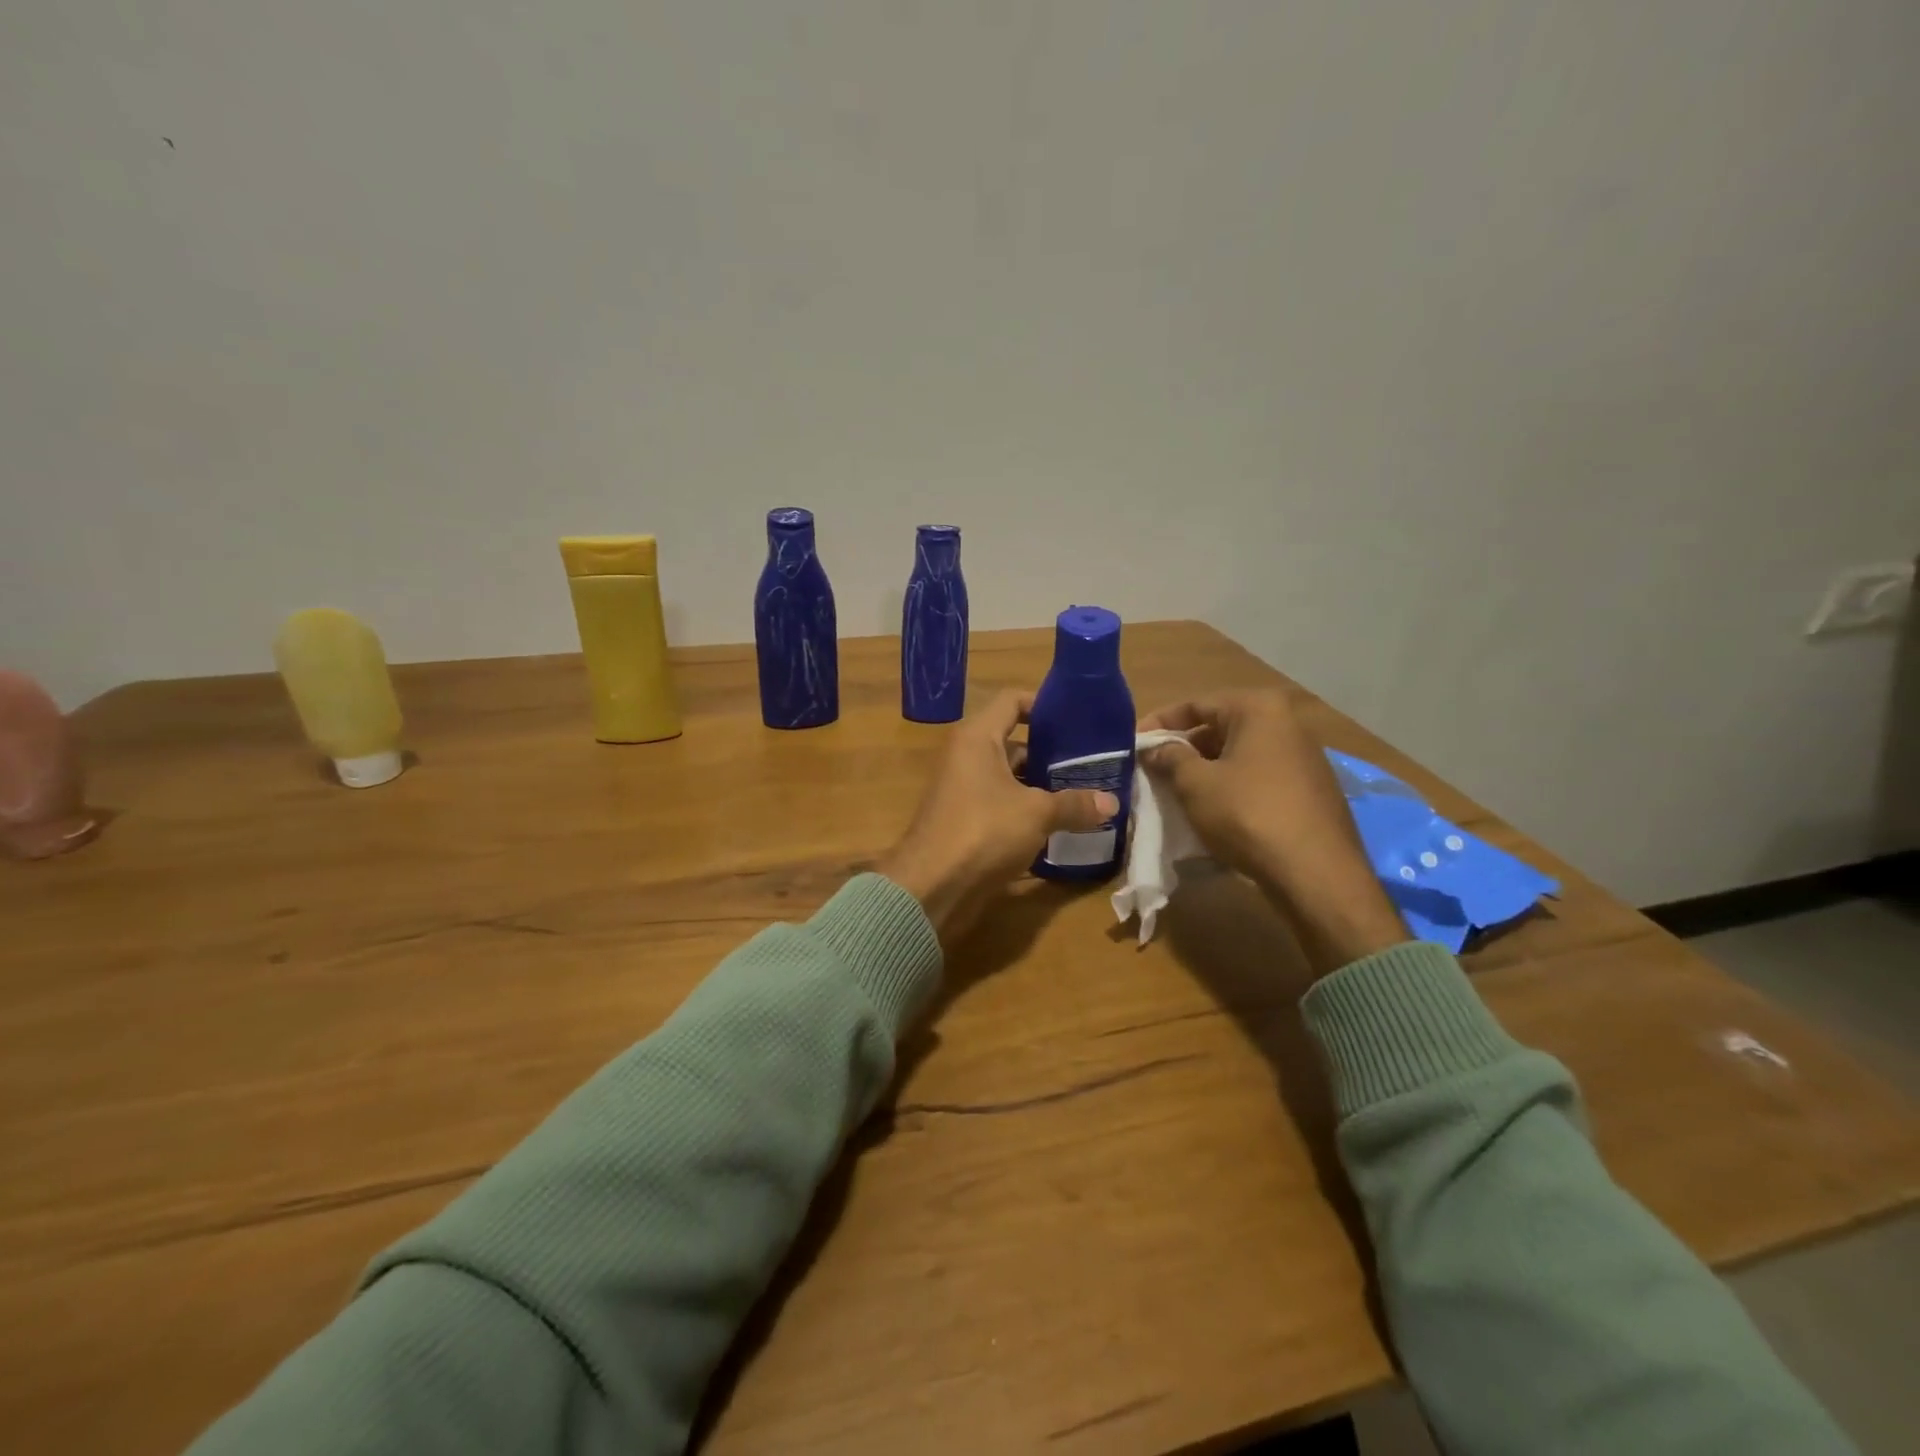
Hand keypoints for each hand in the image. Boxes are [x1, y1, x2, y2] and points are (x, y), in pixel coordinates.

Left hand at [878, 691, 1117, 945]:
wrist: (931, 887)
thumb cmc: (983, 832)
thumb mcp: (1036, 813)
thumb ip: (1074, 804)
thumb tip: (1113, 803)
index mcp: (977, 738)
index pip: (1012, 701)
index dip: (1044, 705)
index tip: (1078, 719)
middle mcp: (967, 757)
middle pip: (1015, 742)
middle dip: (1052, 752)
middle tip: (1091, 761)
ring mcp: (965, 791)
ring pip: (1011, 777)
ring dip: (1042, 785)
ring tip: (1084, 792)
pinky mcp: (967, 821)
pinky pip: (1003, 805)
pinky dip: (1028, 810)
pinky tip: (1060, 823)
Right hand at [1139, 688, 1406, 973]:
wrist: (1316, 873)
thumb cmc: (1248, 815)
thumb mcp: (1196, 784)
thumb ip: (1170, 758)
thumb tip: (1155, 749)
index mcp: (1259, 709)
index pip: (1196, 703)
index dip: (1159, 722)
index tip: (1133, 744)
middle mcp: (1287, 724)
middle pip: (1219, 727)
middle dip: (1182, 749)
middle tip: (1152, 771)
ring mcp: (1303, 758)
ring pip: (1238, 755)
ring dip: (1204, 770)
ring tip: (1175, 793)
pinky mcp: (1310, 790)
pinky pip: (1258, 778)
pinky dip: (1231, 787)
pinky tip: (1212, 812)